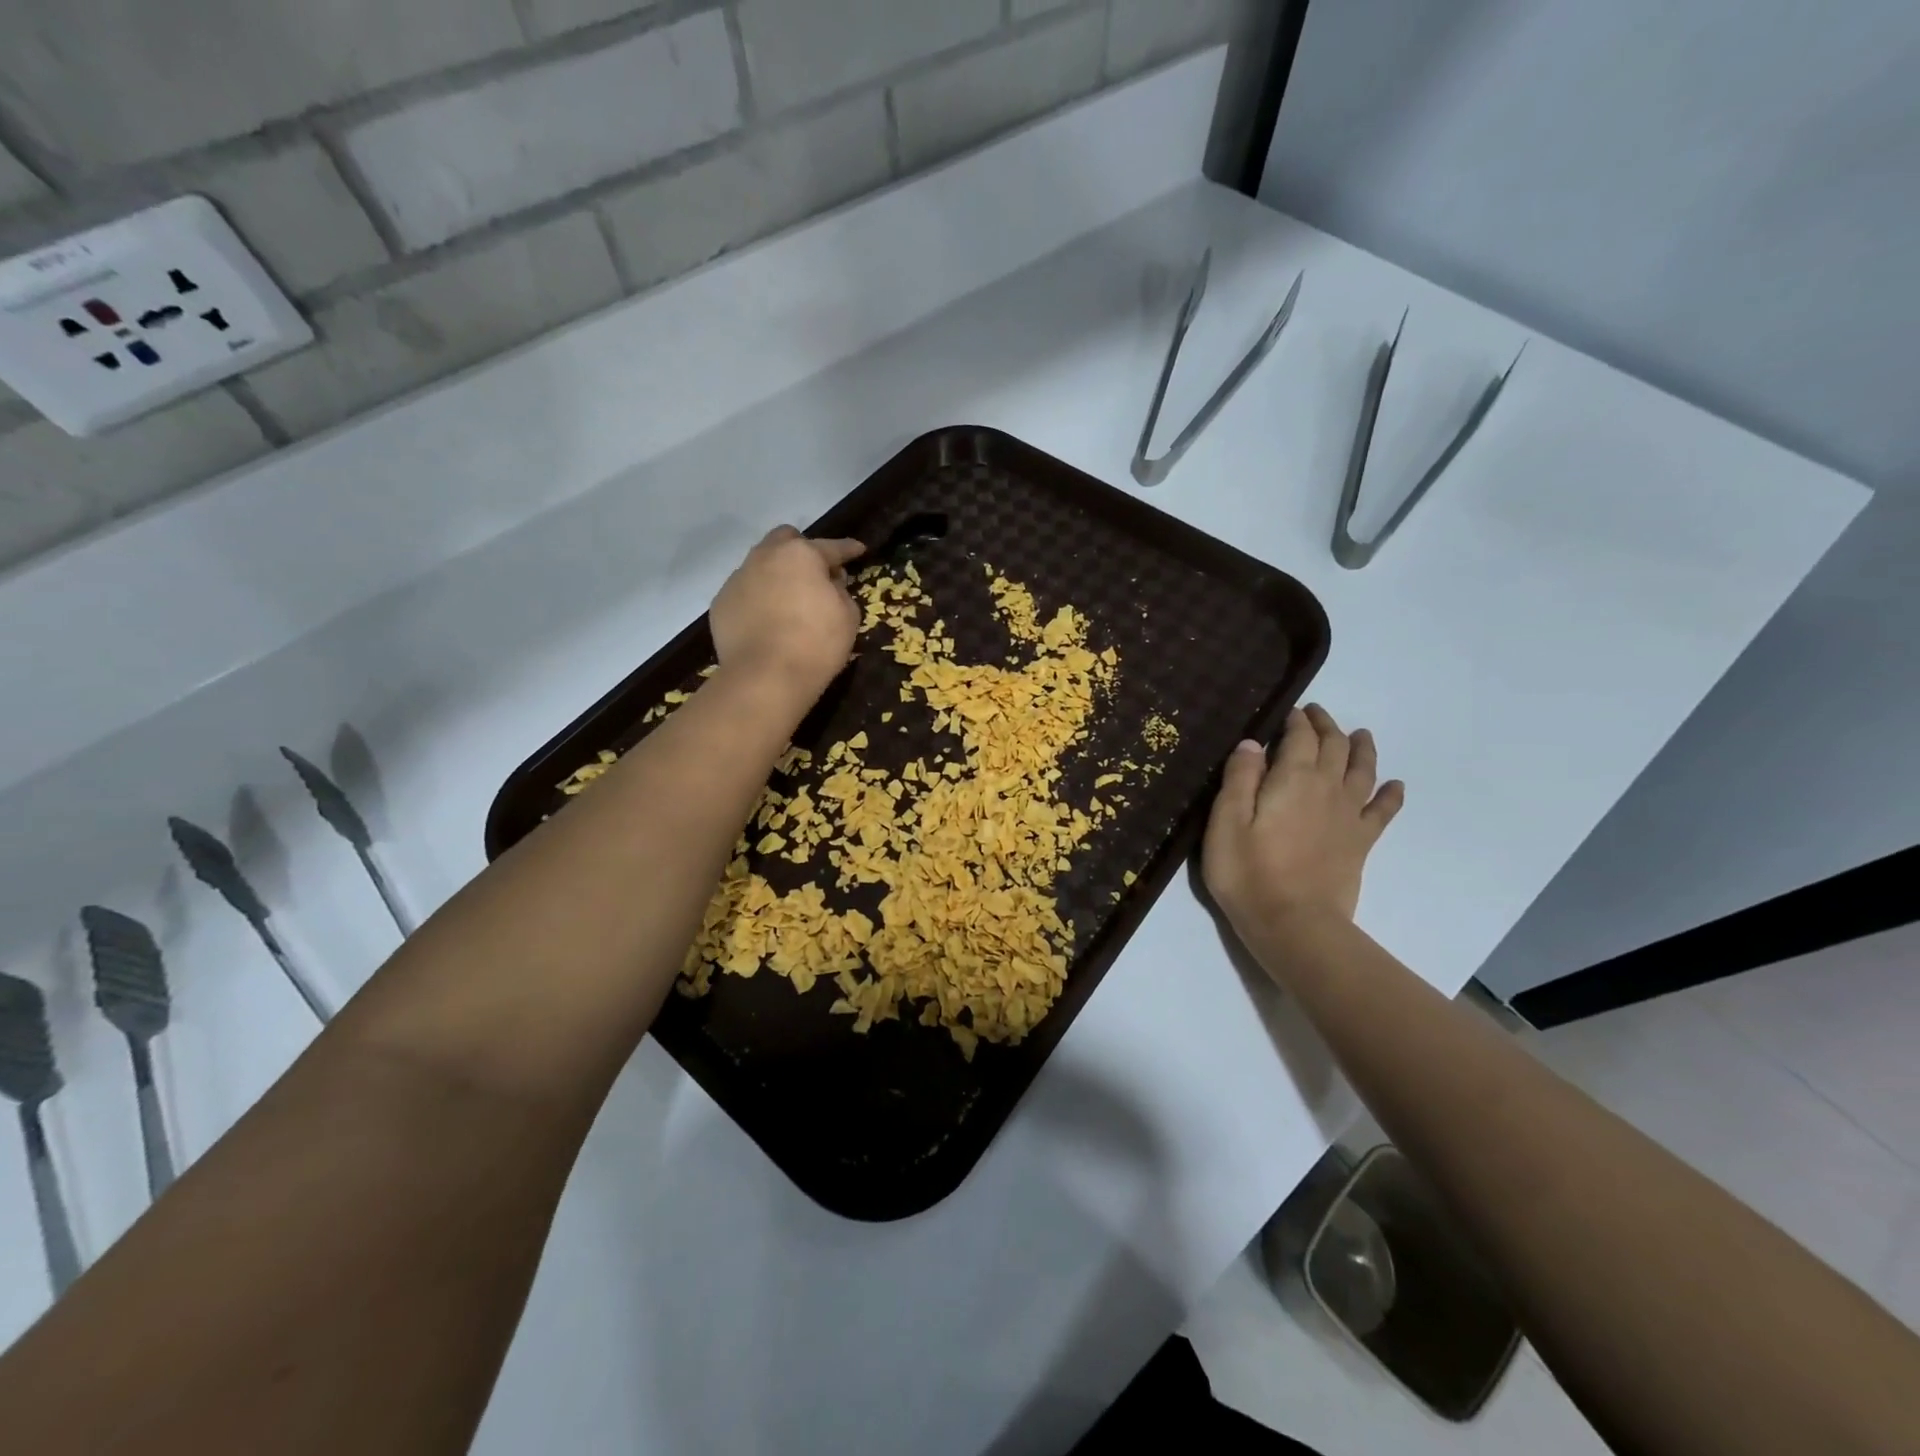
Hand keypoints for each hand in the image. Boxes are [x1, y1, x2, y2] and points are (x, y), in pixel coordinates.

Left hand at [710, 526, 864, 696]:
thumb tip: (829, 584)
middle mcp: (765, 557)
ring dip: (776, 574)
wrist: (765, 677)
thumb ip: (840, 591)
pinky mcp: (721, 603)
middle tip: (815, 572)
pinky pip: (745, 592)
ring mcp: (738, 578)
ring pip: (760, 564)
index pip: (831, 547)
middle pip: (785, 540)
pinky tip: (766, 620)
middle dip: (802, 550)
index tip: (858, 550)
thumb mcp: (847, 616)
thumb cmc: (816, 644)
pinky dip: (757, 598)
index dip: (848, 548)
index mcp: (801, 555)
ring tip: (787, 598)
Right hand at [1202, 704, 1403, 953]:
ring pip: (1363, 770)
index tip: (1288, 711)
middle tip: (1315, 715)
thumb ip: (1239, 778)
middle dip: (1326, 726)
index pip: (1300, 737)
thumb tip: (1253, 743)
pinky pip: (1383, 811)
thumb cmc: (1248, 873)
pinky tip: (1395, 785)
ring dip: (1362, 748)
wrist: (1294, 924)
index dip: (1295, 720)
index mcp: (1293, 778)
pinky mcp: (1361, 842)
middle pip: (1334, 746)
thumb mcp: (1226, 822)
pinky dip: (1391, 794)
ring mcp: (1349, 816)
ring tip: (1360, 734)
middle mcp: (1327, 788)